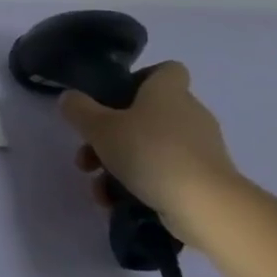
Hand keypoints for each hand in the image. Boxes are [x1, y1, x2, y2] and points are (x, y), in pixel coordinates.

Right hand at [59, 61, 244, 246]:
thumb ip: (79, 109)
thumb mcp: (99, 127)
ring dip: (120, 163)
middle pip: (148, 114)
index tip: (113, 97)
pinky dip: (139, 184)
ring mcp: (201, 149)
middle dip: (113, 133)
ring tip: (98, 187)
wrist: (207, 206)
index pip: (166, 70)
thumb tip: (70, 98)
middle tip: (89, 152)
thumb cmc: (150, 152)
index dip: (140, 78)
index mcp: (167, 92)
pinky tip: (116, 201)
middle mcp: (189, 114)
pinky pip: (164, 173)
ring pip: (151, 147)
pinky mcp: (205, 180)